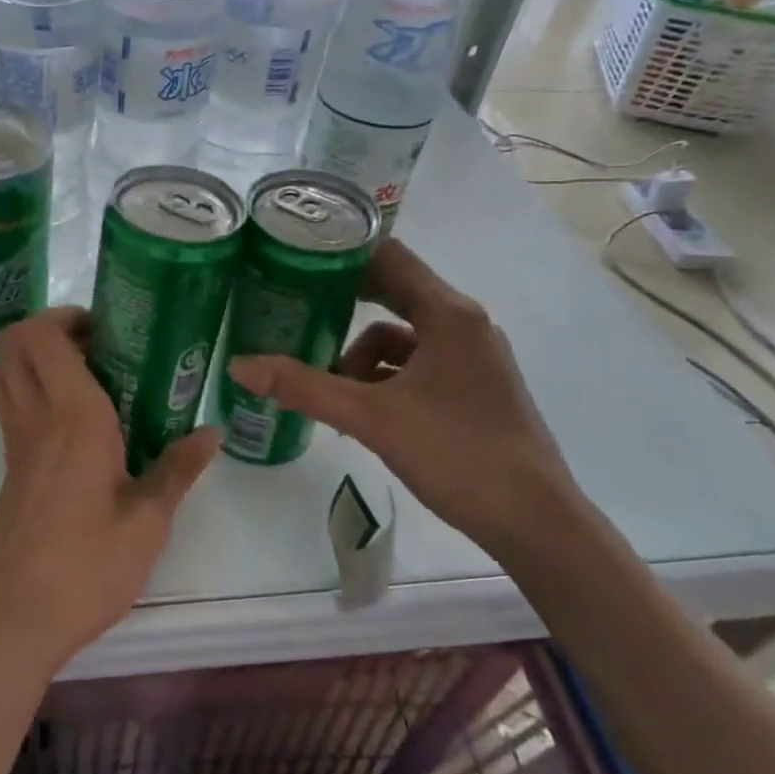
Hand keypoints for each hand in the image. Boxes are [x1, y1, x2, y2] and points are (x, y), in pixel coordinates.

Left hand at [0, 307, 220, 673]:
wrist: (14, 618)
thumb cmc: (86, 566)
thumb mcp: (147, 521)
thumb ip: (178, 469)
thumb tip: (212, 432)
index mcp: (72, 417)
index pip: (44, 338)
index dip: (66, 317)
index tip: (107, 328)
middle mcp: (35, 418)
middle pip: (14, 345)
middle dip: (48, 328)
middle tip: (97, 345)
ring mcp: (16, 443)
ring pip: (6, 373)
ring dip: (36, 358)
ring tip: (87, 375)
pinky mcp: (11, 468)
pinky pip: (12, 406)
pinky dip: (33, 390)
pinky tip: (77, 422)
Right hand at [228, 241, 585, 554]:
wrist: (535, 522)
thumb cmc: (457, 455)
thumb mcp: (370, 418)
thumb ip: (303, 387)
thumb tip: (239, 365)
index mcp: (449, 314)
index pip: (388, 257)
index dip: (341, 251)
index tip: (294, 254)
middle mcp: (464, 324)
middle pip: (394, 292)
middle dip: (343, 302)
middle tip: (294, 307)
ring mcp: (473, 357)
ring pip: (402, 335)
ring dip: (361, 354)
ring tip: (330, 386)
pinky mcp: (473, 386)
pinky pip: (417, 363)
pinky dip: (385, 377)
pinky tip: (362, 408)